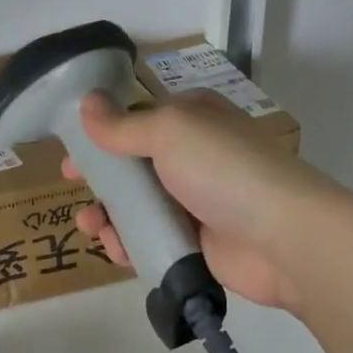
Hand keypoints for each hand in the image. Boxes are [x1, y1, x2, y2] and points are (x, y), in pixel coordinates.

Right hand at [61, 89, 342, 312]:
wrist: (282, 237)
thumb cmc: (224, 170)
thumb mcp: (170, 132)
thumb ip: (123, 125)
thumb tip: (87, 103)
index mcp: (190, 120)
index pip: (136, 121)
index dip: (100, 137)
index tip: (70, 156)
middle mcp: (193, 157)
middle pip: (133, 168)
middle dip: (101, 183)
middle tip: (77, 196)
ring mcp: (195, 202)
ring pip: (138, 208)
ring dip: (110, 217)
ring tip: (92, 227)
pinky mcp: (196, 242)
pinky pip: (151, 240)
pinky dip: (130, 244)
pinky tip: (117, 249)